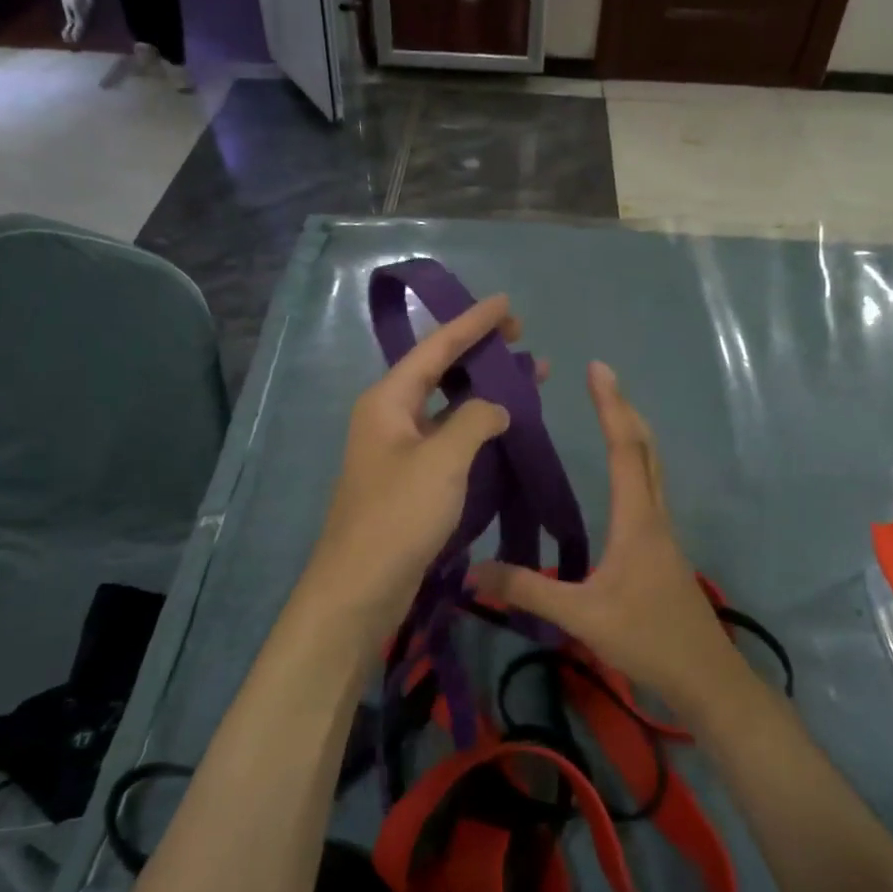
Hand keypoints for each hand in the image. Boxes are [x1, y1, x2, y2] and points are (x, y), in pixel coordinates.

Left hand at [297, 294, 528, 643]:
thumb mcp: (443, 460)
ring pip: (448, 407)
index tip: (508, 304)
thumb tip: (497, 407)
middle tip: (523, 340)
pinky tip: (505, 428)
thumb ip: (476, 420)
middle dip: (481, 354)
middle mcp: (389, 417)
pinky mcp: (410, 480)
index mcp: (388, 400)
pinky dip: (477, 428)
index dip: (473, 323)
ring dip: (485, 392)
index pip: (435, 348)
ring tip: (531, 380)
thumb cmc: (399, 516)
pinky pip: (448, 438)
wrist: (361, 587)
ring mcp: (399, 450)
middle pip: (439, 372)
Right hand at [472, 362, 737, 703]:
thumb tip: (473, 570)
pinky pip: (649, 493)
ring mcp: (663, 535)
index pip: (625, 449)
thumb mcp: (580, 617)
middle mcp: (654, 517)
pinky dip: (634, 467)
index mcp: (637, 520)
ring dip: (633, 436)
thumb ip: (527, 591)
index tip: (598, 369)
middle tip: (602, 381)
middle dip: (625, 411)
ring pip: (652, 470)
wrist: (705, 678)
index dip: (610, 406)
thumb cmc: (647, 639)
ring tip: (609, 416)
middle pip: (646, 450)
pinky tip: (618, 481)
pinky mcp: (662, 553)